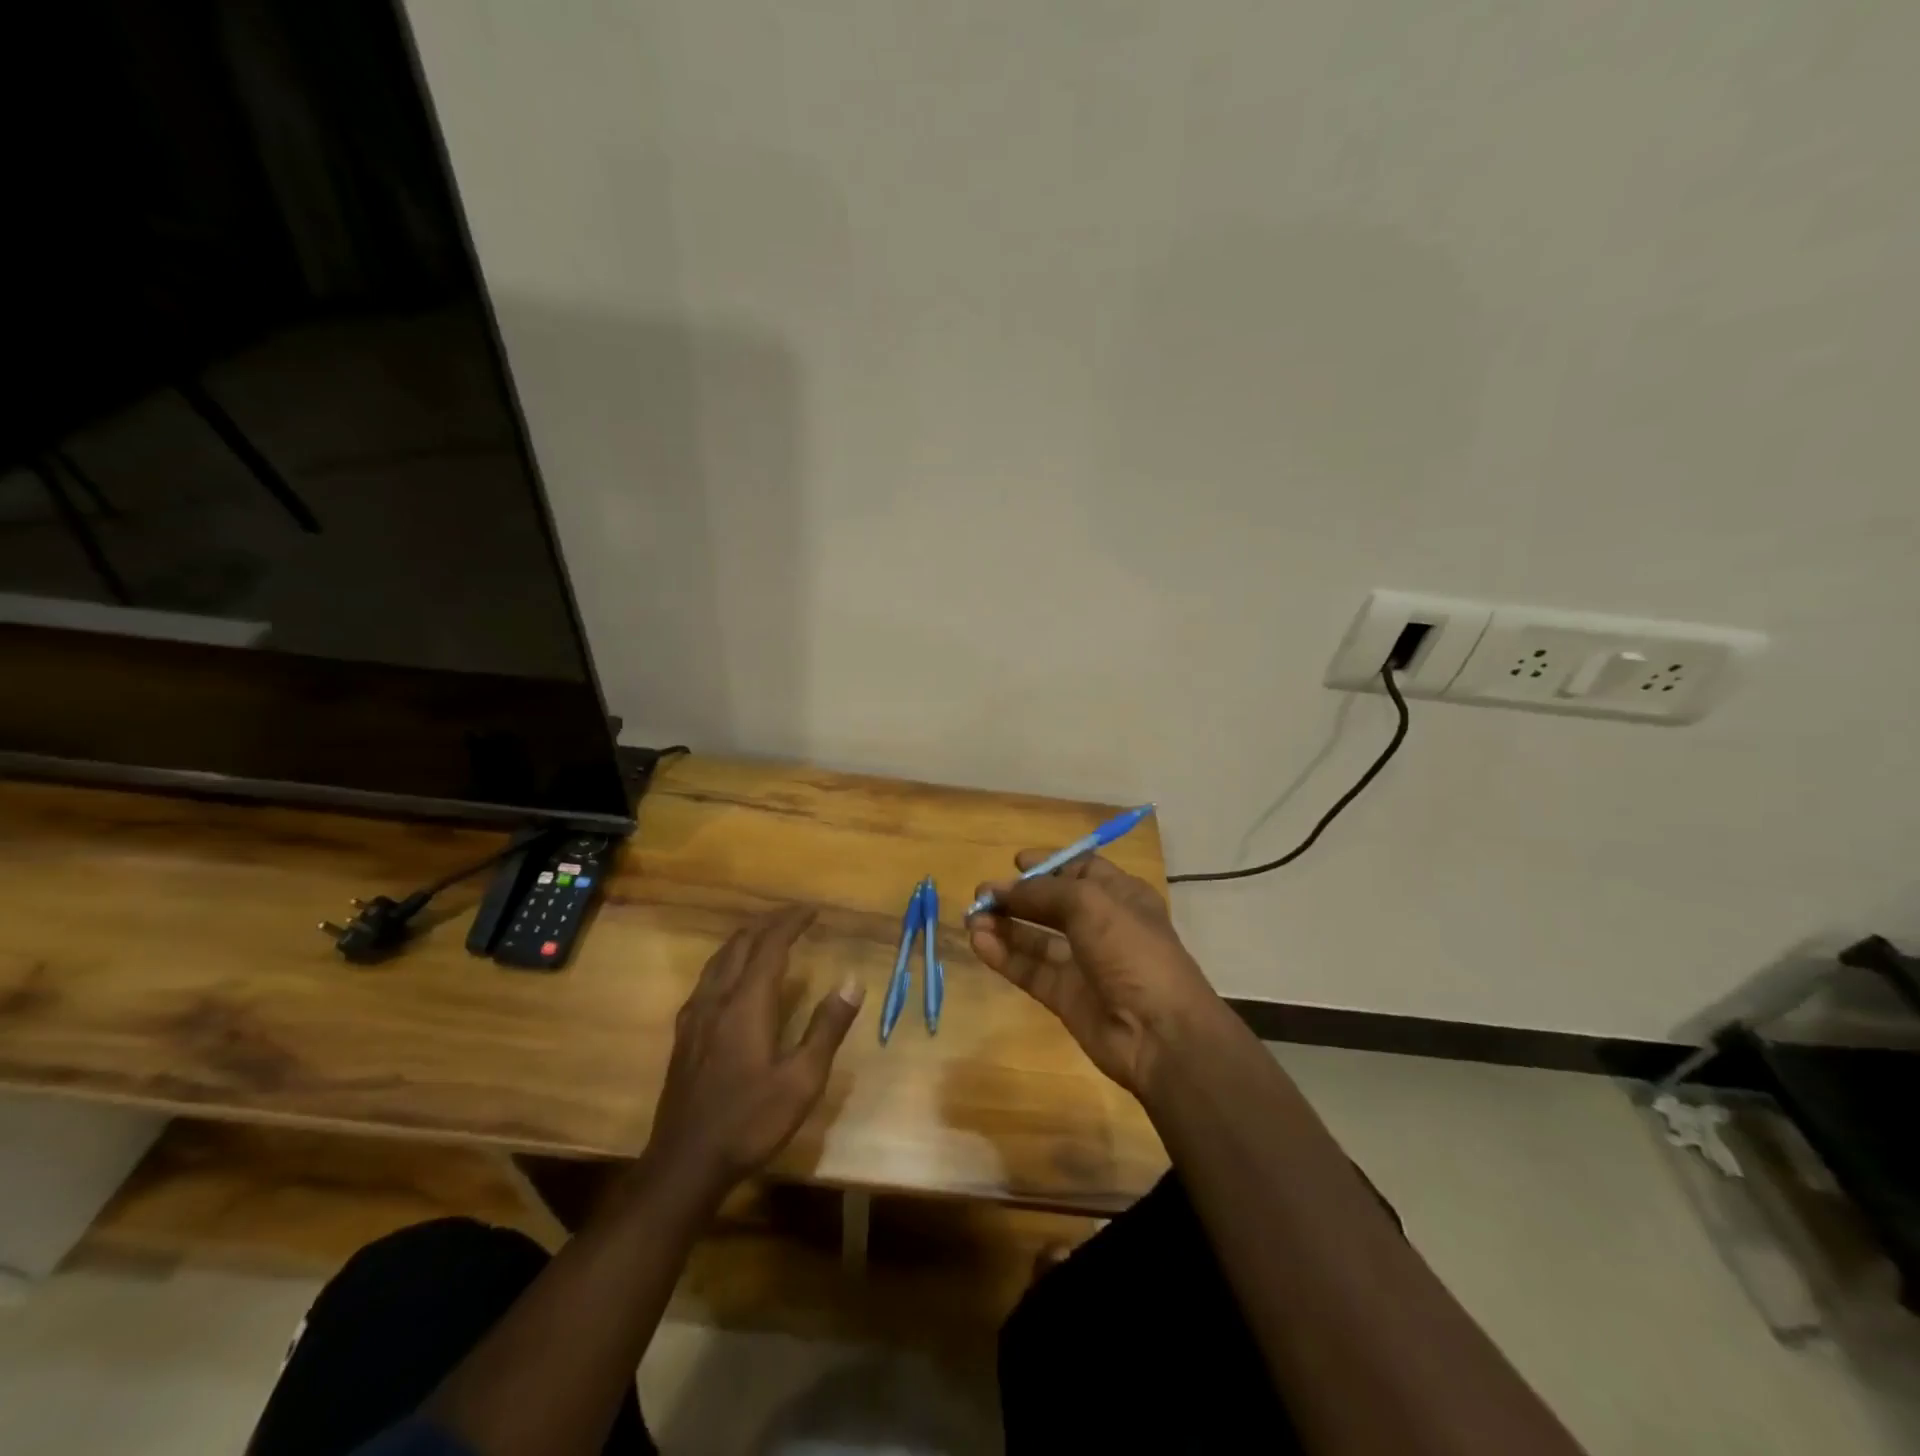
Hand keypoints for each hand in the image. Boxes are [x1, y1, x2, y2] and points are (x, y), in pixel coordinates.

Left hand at [649, 905, 863, 1196]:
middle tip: (794, 917)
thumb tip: (852, 981)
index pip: (770, 946)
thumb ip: (826, 1027)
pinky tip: (732, 978)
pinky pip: (707, 979)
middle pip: (740, 945)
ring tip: (766, 935)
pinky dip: (727, 961)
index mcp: (747, 1004)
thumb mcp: (802, 1080)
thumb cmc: (750, 1122)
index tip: (812, 909)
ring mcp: (695, 1017)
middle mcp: (717, 1000)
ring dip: (745, 939)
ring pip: (718, 960)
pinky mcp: (684, 1036)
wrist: (684, 1164)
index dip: (791, 922)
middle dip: (768, 923)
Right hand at [967, 852, 1226, 1097]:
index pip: (1081, 870)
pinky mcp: (1066, 997)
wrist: (1160, 1033)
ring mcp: (1084, 964)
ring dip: (1005, 925)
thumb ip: (1043, 892)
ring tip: (972, 917)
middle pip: (1052, 903)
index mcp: (1120, 896)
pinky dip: (1004, 956)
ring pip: (1037, 938)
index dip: (1049, 864)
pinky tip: (979, 942)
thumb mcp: (1090, 904)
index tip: (1016, 862)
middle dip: (1018, 895)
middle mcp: (1102, 926)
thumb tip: (1004, 889)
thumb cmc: (1132, 951)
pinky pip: (1030, 970)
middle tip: (982, 893)